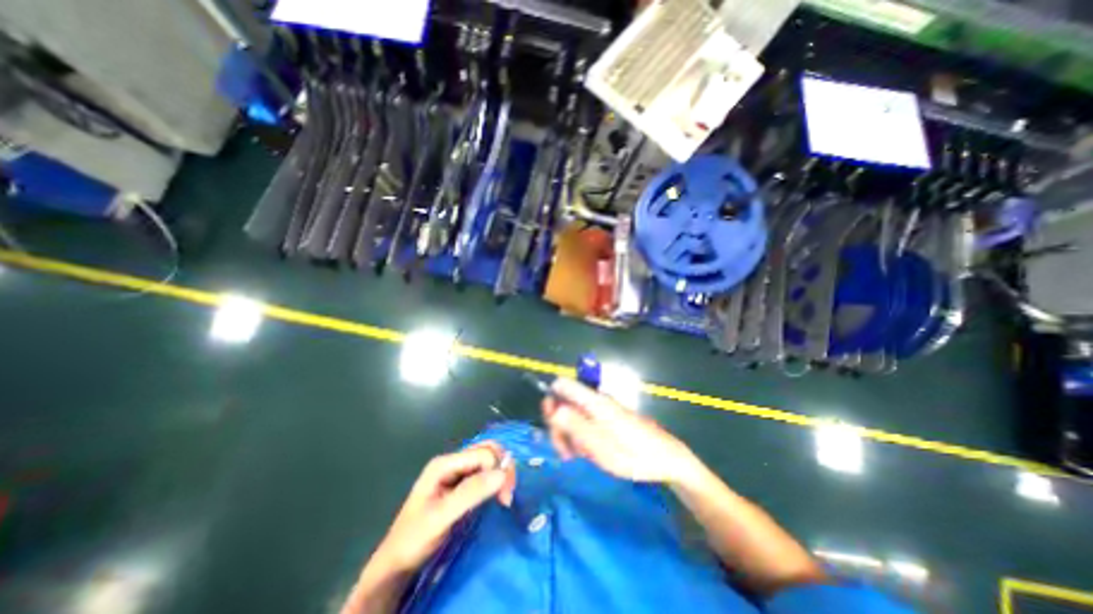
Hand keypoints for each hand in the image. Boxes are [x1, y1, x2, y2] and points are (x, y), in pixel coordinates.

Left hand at [371, 442, 516, 575]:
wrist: (395, 564)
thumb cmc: (414, 539)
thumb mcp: (441, 517)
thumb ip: (470, 493)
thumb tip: (502, 473)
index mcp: (444, 463)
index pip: (483, 454)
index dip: (498, 470)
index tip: (505, 498)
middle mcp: (452, 462)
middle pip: (487, 451)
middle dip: (502, 468)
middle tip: (507, 495)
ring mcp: (456, 473)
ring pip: (487, 461)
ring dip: (500, 474)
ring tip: (504, 497)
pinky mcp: (461, 485)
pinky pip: (484, 474)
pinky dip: (494, 481)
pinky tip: (496, 495)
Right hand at [540, 378, 698, 485]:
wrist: (667, 459)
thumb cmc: (634, 454)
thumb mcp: (600, 446)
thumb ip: (574, 425)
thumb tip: (551, 407)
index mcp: (594, 402)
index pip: (562, 385)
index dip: (551, 400)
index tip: (552, 426)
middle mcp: (596, 400)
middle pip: (565, 402)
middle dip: (558, 424)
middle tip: (565, 451)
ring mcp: (602, 410)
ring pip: (573, 414)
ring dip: (569, 434)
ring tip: (576, 456)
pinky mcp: (607, 419)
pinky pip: (585, 422)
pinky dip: (580, 436)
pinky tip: (586, 453)